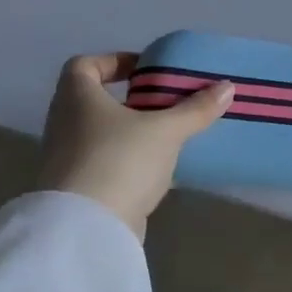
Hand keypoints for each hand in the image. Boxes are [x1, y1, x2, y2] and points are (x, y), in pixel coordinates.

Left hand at [38, 53, 233, 238]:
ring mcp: (67, 160)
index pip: (83, 66)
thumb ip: (196, 109)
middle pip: (94, 101)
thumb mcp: (166, 131)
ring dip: (132, 132)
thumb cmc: (120, 161)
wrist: (85, 229)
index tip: (145, 70)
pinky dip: (129, 162)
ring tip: (170, 135)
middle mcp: (64, 124)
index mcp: (76, 99)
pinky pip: (106, 164)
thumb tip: (227, 87)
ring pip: (102, 135)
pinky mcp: (78, 190)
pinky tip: (160, 170)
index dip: (113, 62)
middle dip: (131, 100)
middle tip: (166, 102)